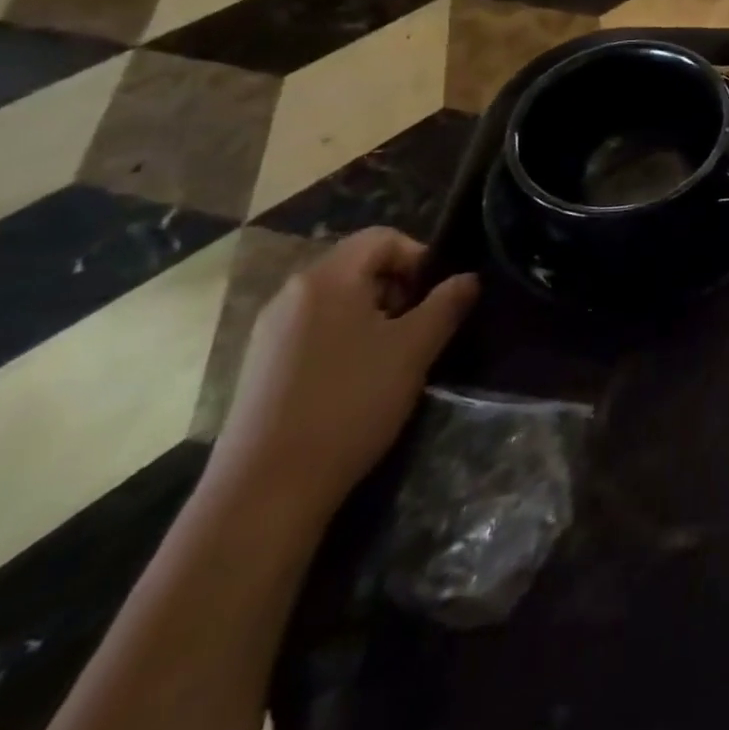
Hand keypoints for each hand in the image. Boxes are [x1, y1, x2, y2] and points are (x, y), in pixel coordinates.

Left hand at [208, 228, 478, 519]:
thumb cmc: (349, 404)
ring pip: (338, 301)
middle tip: (419, 330)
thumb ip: (447, 304)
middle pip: (359, 266)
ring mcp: (269, 331)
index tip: (437, 299)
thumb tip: (468, 278)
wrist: (265, 491)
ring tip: (392, 359)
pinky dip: (345, 340)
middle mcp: (292, 293)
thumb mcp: (415, 350)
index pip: (383, 238)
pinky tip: (355, 383)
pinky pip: (314, 330)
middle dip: (399, 289)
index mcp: (327, 278)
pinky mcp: (260, 367)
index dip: (420, 258)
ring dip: (374, 317)